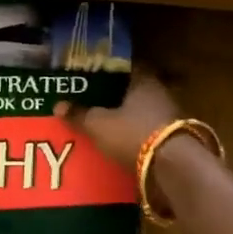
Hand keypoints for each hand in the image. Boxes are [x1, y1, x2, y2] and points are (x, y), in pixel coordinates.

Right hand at [55, 76, 179, 169]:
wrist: (174, 167)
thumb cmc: (134, 134)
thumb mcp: (99, 125)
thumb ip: (80, 114)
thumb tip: (58, 105)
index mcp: (144, 80)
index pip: (127, 66)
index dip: (109, 70)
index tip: (93, 75)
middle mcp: (160, 93)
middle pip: (135, 90)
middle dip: (116, 96)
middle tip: (94, 101)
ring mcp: (171, 117)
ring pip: (143, 111)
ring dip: (127, 117)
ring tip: (105, 124)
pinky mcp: (175, 140)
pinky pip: (149, 131)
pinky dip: (136, 135)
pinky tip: (121, 143)